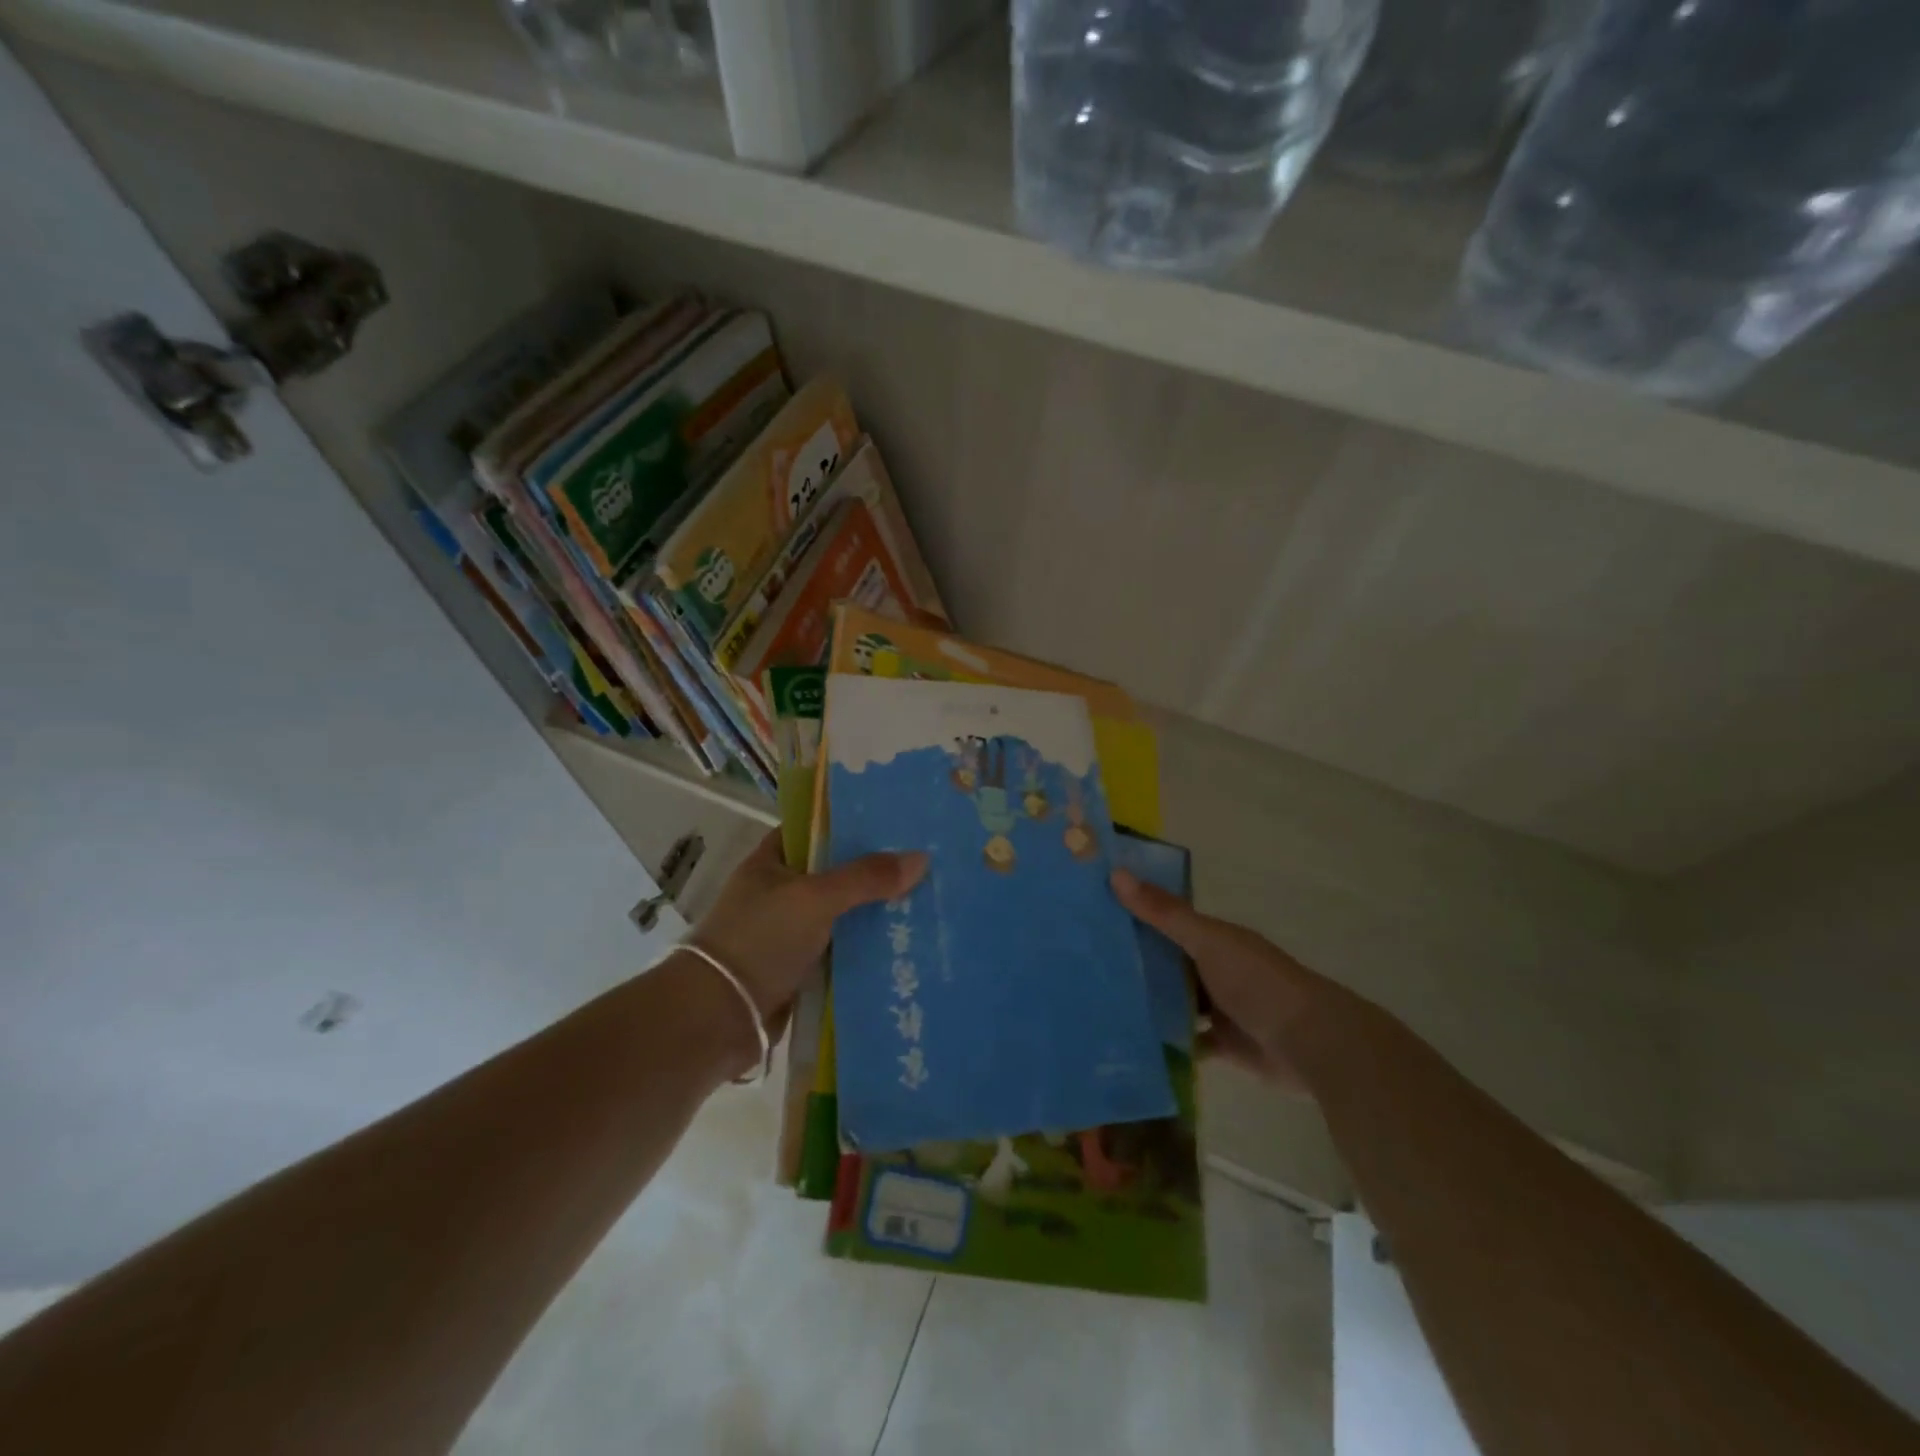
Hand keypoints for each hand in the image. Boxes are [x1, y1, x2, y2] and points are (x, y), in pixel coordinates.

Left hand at [691, 831, 927, 1029]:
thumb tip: (921, 858)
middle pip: (834, 872)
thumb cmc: (760, 940)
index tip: (892, 821)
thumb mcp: (815, 898)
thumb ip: (866, 878)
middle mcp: (779, 892)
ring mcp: (789, 932)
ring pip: (840, 913)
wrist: (720, 1017)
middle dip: (872, 870)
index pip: (814, 830)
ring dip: (873, 911)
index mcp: (771, 862)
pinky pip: (840, 949)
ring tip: (925, 899)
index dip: (849, 823)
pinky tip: (904, 943)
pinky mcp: (800, 968)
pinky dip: (865, 947)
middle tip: (922, 861)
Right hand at [1111, 868, 1327, 1096]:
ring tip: (1095, 1001)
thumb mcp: (1207, 941)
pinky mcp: (1221, 1044)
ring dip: (1147, 1001)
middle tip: (1080, 962)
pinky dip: (1165, 1041)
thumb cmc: (1256, 982)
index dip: (1133, 913)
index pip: (1166, 919)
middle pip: (1167, 961)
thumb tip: (1115, 872)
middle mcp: (1213, 968)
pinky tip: (1129, 1041)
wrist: (1309, 1043)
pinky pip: (1185, 1040)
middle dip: (1133, 961)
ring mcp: (1218, 1008)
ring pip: (1174, 1001)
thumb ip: (1164, 913)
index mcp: (1213, 938)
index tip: (1089, 912)